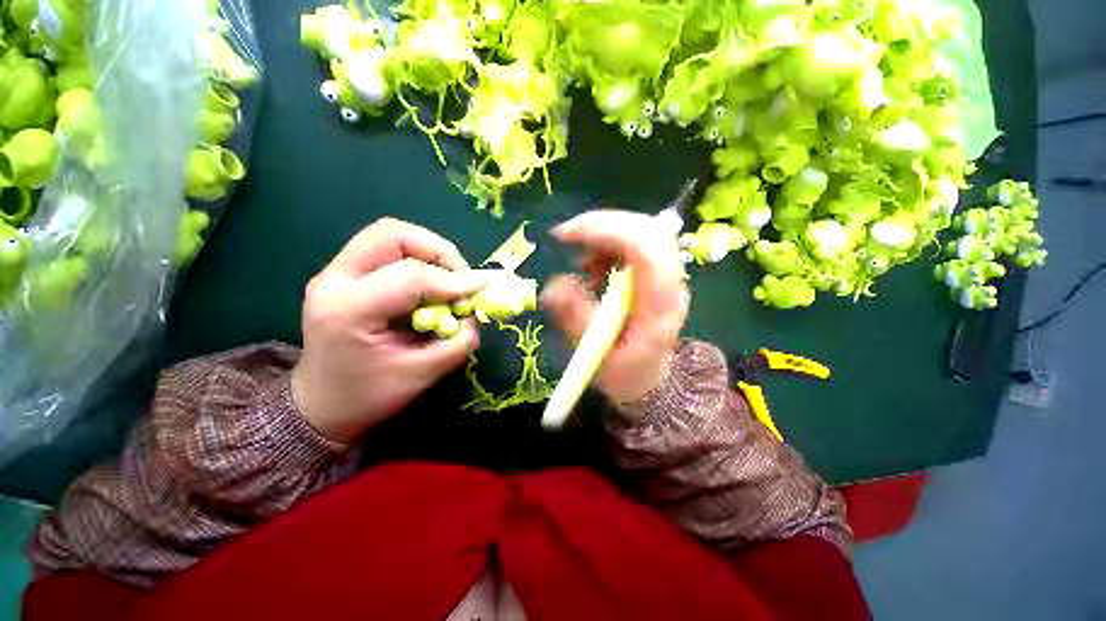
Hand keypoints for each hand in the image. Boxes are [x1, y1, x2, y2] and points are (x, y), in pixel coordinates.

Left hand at [292, 218, 483, 441]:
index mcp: (348, 310)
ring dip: (429, 251)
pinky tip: (429, 284)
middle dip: (438, 251)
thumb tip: (475, 313)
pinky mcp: (345, 274)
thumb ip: (458, 342)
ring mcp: (336, 273)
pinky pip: (388, 250)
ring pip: (390, 235)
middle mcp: (334, 280)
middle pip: (393, 234)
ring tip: (449, 279)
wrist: (321, 406)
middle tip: (461, 278)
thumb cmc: (368, 397)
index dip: (452, 280)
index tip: (479, 290)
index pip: (409, 276)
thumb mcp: (422, 375)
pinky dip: (418, 259)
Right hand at [541, 210, 689, 404]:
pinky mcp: (657, 272)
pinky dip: (607, 245)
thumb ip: (574, 320)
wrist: (646, 377)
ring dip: (603, 236)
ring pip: (640, 230)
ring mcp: (667, 275)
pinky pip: (634, 241)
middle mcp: (672, 283)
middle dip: (601, 225)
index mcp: (660, 304)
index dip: (606, 231)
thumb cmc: (623, 372)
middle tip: (566, 237)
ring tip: (581, 264)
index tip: (565, 236)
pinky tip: (593, 267)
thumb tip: (552, 285)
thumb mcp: (594, 355)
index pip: (645, 248)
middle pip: (646, 229)